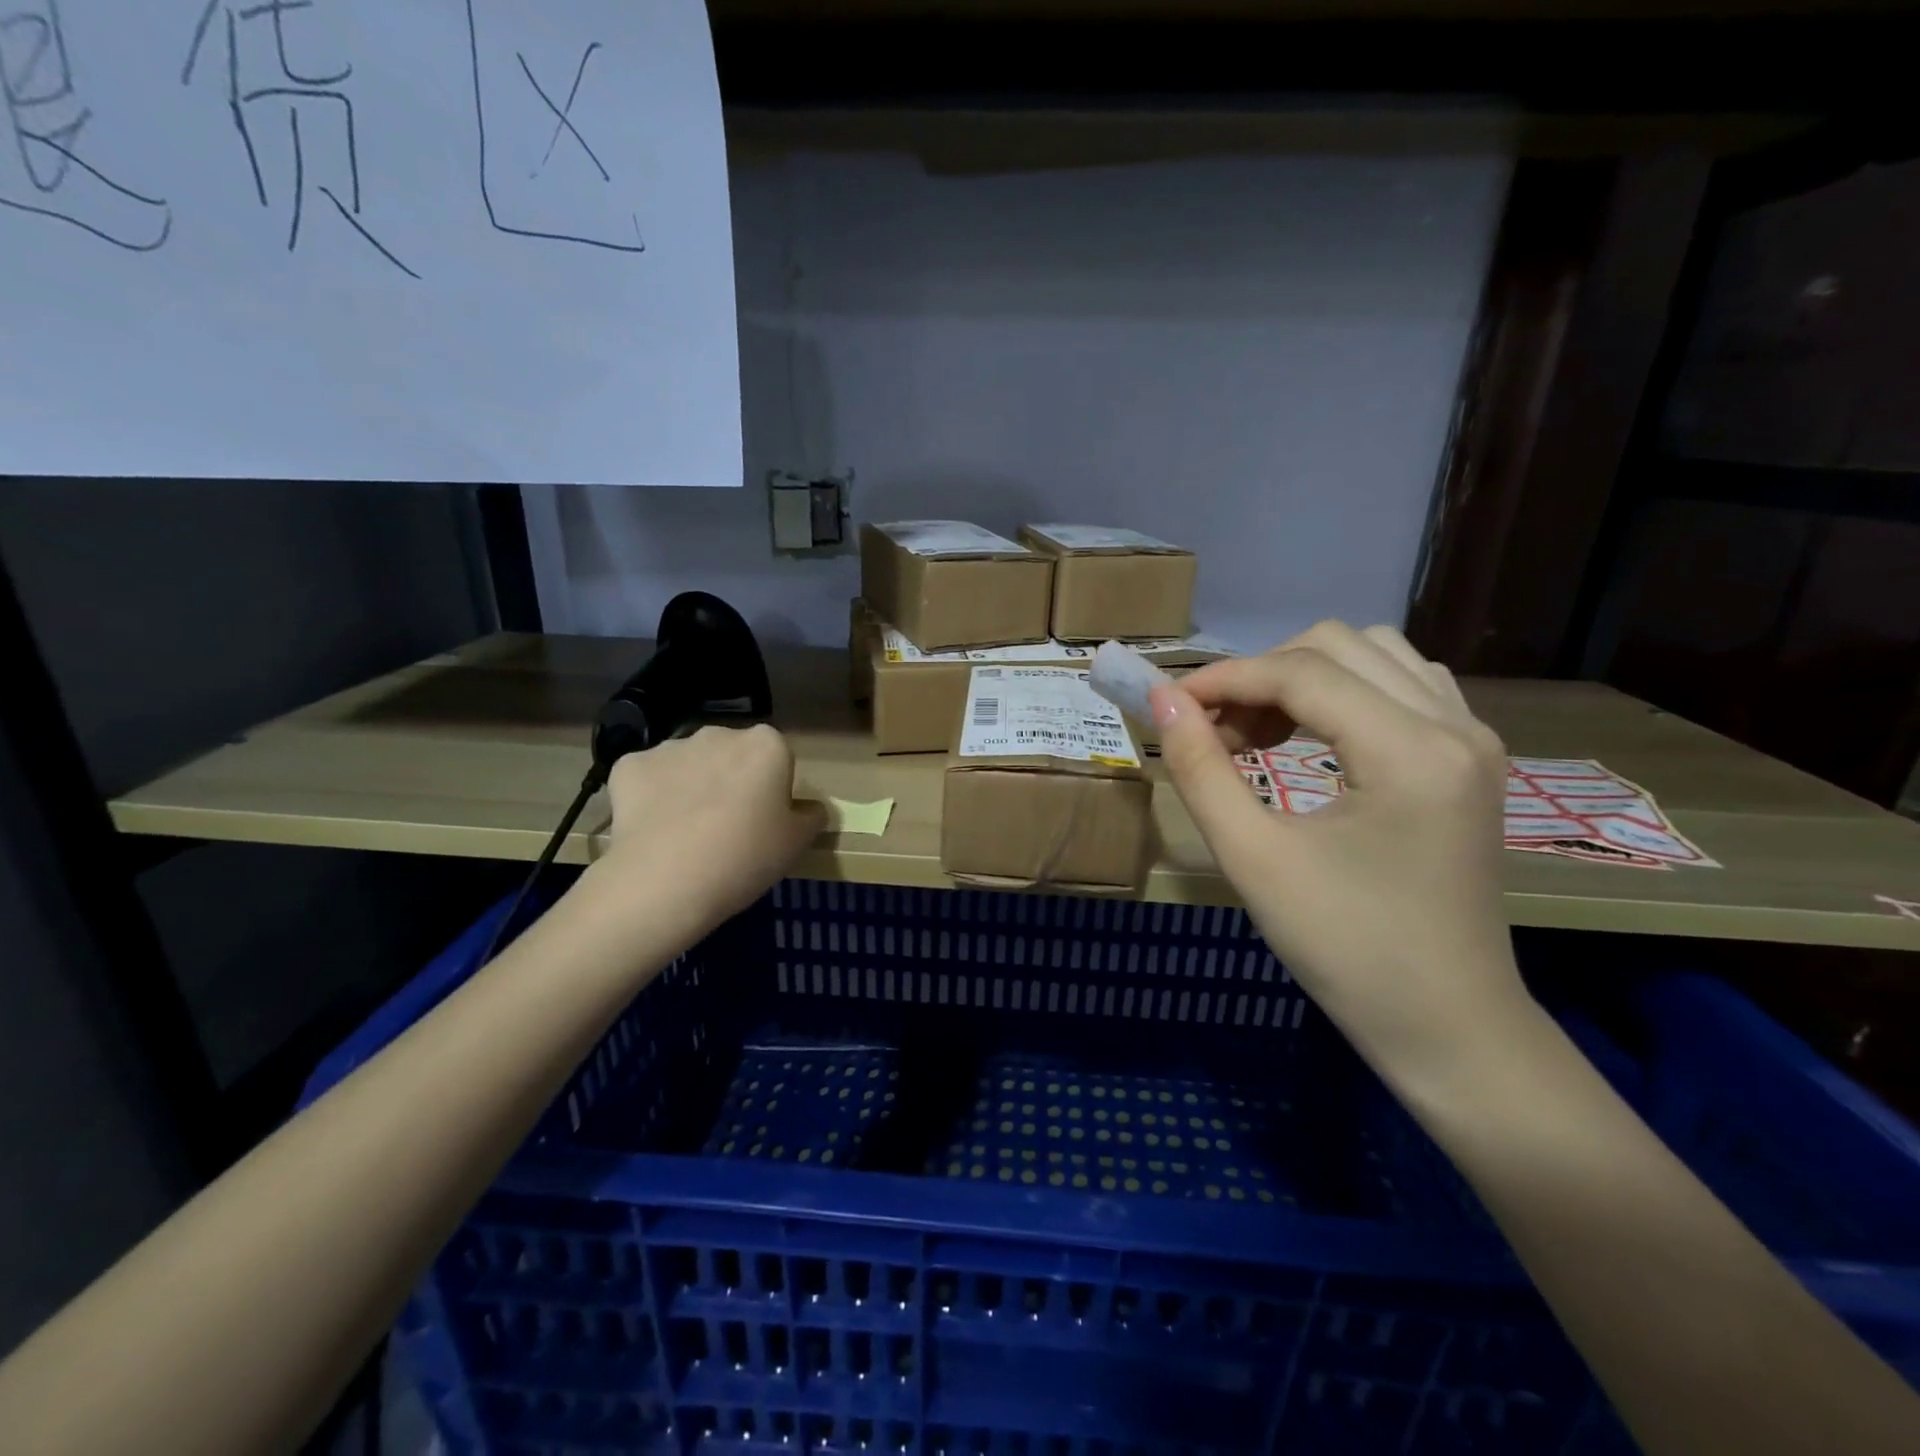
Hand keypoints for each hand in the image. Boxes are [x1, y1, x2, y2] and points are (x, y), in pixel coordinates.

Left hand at [597, 724, 825, 928]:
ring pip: (688, 764)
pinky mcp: (629, 765)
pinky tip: (653, 830)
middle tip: (728, 828)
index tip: (765, 822)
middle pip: (731, 755)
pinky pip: (648, 778)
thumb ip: (811, 817)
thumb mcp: (797, 843)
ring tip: (687, 834)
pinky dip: (650, 797)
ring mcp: (670, 746)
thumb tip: (809, 809)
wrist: (665, 880)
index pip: (777, 758)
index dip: (772, 789)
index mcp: (767, 744)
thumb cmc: (746, 856)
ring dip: (691, 785)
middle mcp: (719, 733)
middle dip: (730, 780)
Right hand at [1153, 622, 1528, 1069]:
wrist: (1447, 1026)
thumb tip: (1164, 702)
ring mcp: (1474, 739)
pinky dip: (1345, 694)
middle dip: (1261, 676)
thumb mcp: (1254, 859)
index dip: (1223, 679)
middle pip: (1338, 645)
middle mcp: (1455, 725)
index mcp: (1410, 751)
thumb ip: (1202, 771)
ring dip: (1303, 679)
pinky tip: (1315, 739)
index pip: (1301, 672)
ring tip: (1261, 736)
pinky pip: (1403, 686)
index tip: (1168, 705)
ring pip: (1374, 655)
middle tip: (1216, 733)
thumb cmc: (1345, 950)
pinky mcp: (1472, 760)